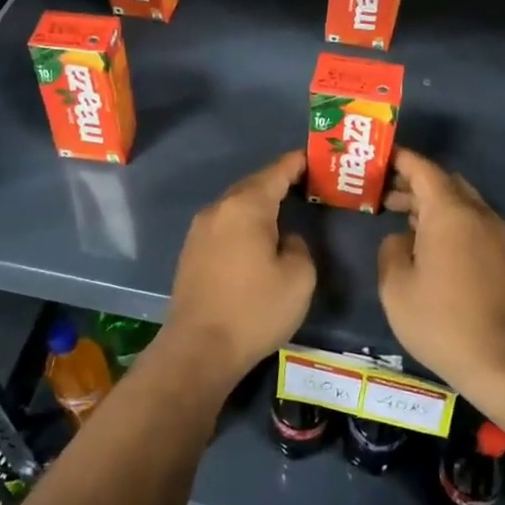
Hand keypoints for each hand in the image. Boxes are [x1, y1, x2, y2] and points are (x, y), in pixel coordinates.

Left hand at [167, 152, 315, 385]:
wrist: (199, 348)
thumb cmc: (255, 310)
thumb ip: (298, 246)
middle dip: (277, 181)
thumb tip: (284, 239)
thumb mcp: (298, 278)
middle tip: (304, 183)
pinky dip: (243, 222)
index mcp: (246, 207)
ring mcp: (200, 230)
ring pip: (235, 205)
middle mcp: (219, 209)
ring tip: (283, 208)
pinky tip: (256, 237)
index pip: (276, 172)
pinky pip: (224, 224)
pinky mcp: (191, 251)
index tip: (313, 157)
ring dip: (258, 203)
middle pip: (252, 185)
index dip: (296, 163)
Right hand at [378, 149, 504, 399]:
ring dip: (430, 202)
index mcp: (450, 212)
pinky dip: (446, 219)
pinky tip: (424, 241)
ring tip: (397, 215)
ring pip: (460, 202)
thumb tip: (401, 239)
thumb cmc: (441, 320)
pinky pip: (470, 222)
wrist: (503, 362)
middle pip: (444, 182)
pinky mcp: (503, 256)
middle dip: (413, 181)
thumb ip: (391, 249)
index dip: (400, 159)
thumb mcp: (396, 285)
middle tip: (382, 190)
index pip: (423, 169)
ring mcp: (495, 235)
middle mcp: (477, 214)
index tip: (377, 156)